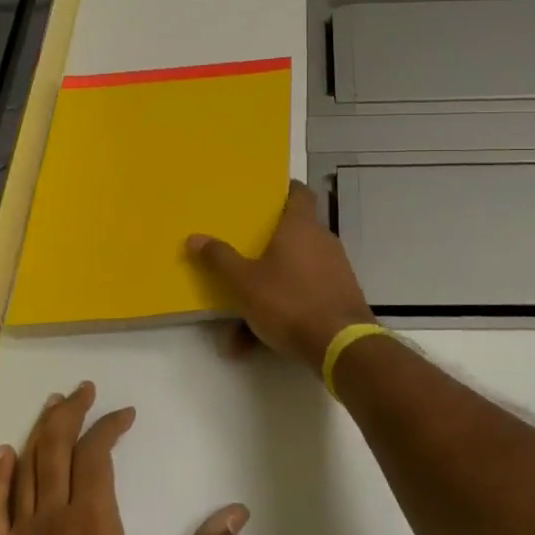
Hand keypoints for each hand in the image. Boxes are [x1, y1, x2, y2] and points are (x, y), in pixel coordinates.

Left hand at [0, 382, 247, 534]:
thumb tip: (238, 512)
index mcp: (93, 521)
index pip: (95, 454)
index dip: (109, 427)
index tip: (125, 415)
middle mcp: (53, 518)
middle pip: (56, 449)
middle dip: (70, 414)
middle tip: (82, 390)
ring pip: (25, 470)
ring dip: (38, 433)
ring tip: (52, 406)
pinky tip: (4, 456)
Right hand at [186, 180, 376, 367]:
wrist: (340, 344)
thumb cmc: (289, 302)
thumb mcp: (244, 283)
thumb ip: (220, 259)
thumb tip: (194, 237)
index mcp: (301, 226)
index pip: (299, 192)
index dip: (284, 190)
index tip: (266, 195)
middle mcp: (322, 241)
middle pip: (294, 234)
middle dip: (267, 247)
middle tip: (243, 254)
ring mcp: (335, 269)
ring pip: (295, 271)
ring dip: (269, 289)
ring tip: (240, 317)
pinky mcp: (340, 296)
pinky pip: (304, 296)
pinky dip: (283, 311)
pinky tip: (258, 341)